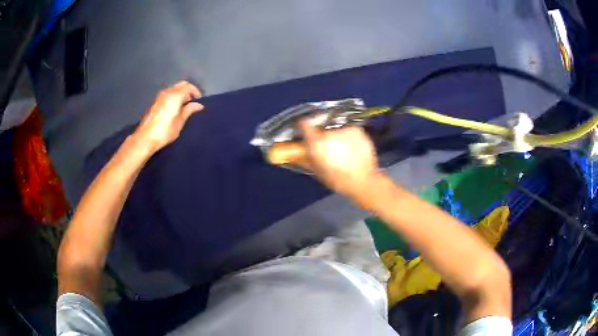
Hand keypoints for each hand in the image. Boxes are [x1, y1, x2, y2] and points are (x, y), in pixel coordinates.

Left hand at [134, 81, 203, 152]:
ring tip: (184, 106)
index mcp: (175, 95)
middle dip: (188, 91)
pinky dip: (174, 97)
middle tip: (192, 102)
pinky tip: (175, 108)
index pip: (188, 86)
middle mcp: (167, 92)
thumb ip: (189, 110)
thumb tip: (198, 105)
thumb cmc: (165, 131)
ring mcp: (159, 96)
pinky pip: (168, 94)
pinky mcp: (155, 102)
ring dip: (180, 94)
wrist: (145, 138)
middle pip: (181, 85)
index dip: (195, 91)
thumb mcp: (180, 122)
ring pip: (174, 89)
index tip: (199, 100)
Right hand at [299, 120, 380, 196]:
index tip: (305, 129)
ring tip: (343, 150)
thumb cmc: (337, 180)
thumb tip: (297, 153)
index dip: (303, 126)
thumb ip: (306, 159)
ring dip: (337, 137)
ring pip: (336, 130)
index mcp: (317, 143)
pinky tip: (353, 148)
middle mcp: (329, 132)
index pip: (304, 124)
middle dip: (322, 136)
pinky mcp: (357, 130)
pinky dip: (349, 137)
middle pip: (322, 128)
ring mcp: (345, 130)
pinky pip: (349, 131)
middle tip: (328, 148)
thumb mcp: (317, 172)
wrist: (363, 181)